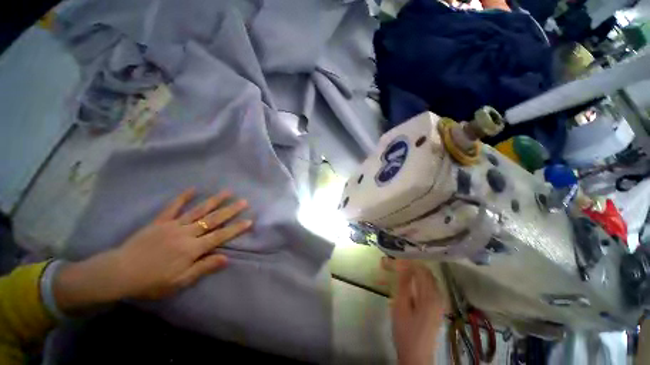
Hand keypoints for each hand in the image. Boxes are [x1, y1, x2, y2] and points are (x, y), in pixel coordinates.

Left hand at [54, 189, 251, 311]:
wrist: (119, 273)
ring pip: (199, 210)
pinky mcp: (160, 221)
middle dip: (231, 210)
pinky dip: (183, 197)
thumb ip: (203, 268)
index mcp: (192, 248)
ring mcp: (173, 225)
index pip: (220, 236)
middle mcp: (187, 233)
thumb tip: (226, 258)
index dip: (236, 228)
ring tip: (227, 191)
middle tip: (244, 201)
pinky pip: (173, 207)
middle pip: (214, 219)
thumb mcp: (179, 282)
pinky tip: (193, 188)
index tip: (250, 220)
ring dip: (215, 200)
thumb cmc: (151, 281)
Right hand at [385, 259, 444, 364]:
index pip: (420, 269)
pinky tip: (403, 283)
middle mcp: (438, 295)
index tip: (391, 260)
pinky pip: (425, 286)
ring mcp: (438, 301)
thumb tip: (403, 264)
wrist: (416, 356)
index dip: (405, 262)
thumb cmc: (406, 332)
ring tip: (395, 271)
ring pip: (425, 278)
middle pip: (424, 272)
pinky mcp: (435, 306)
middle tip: (391, 264)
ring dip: (410, 272)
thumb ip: (404, 283)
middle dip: (407, 265)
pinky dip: (414, 281)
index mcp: (431, 295)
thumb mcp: (401, 306)